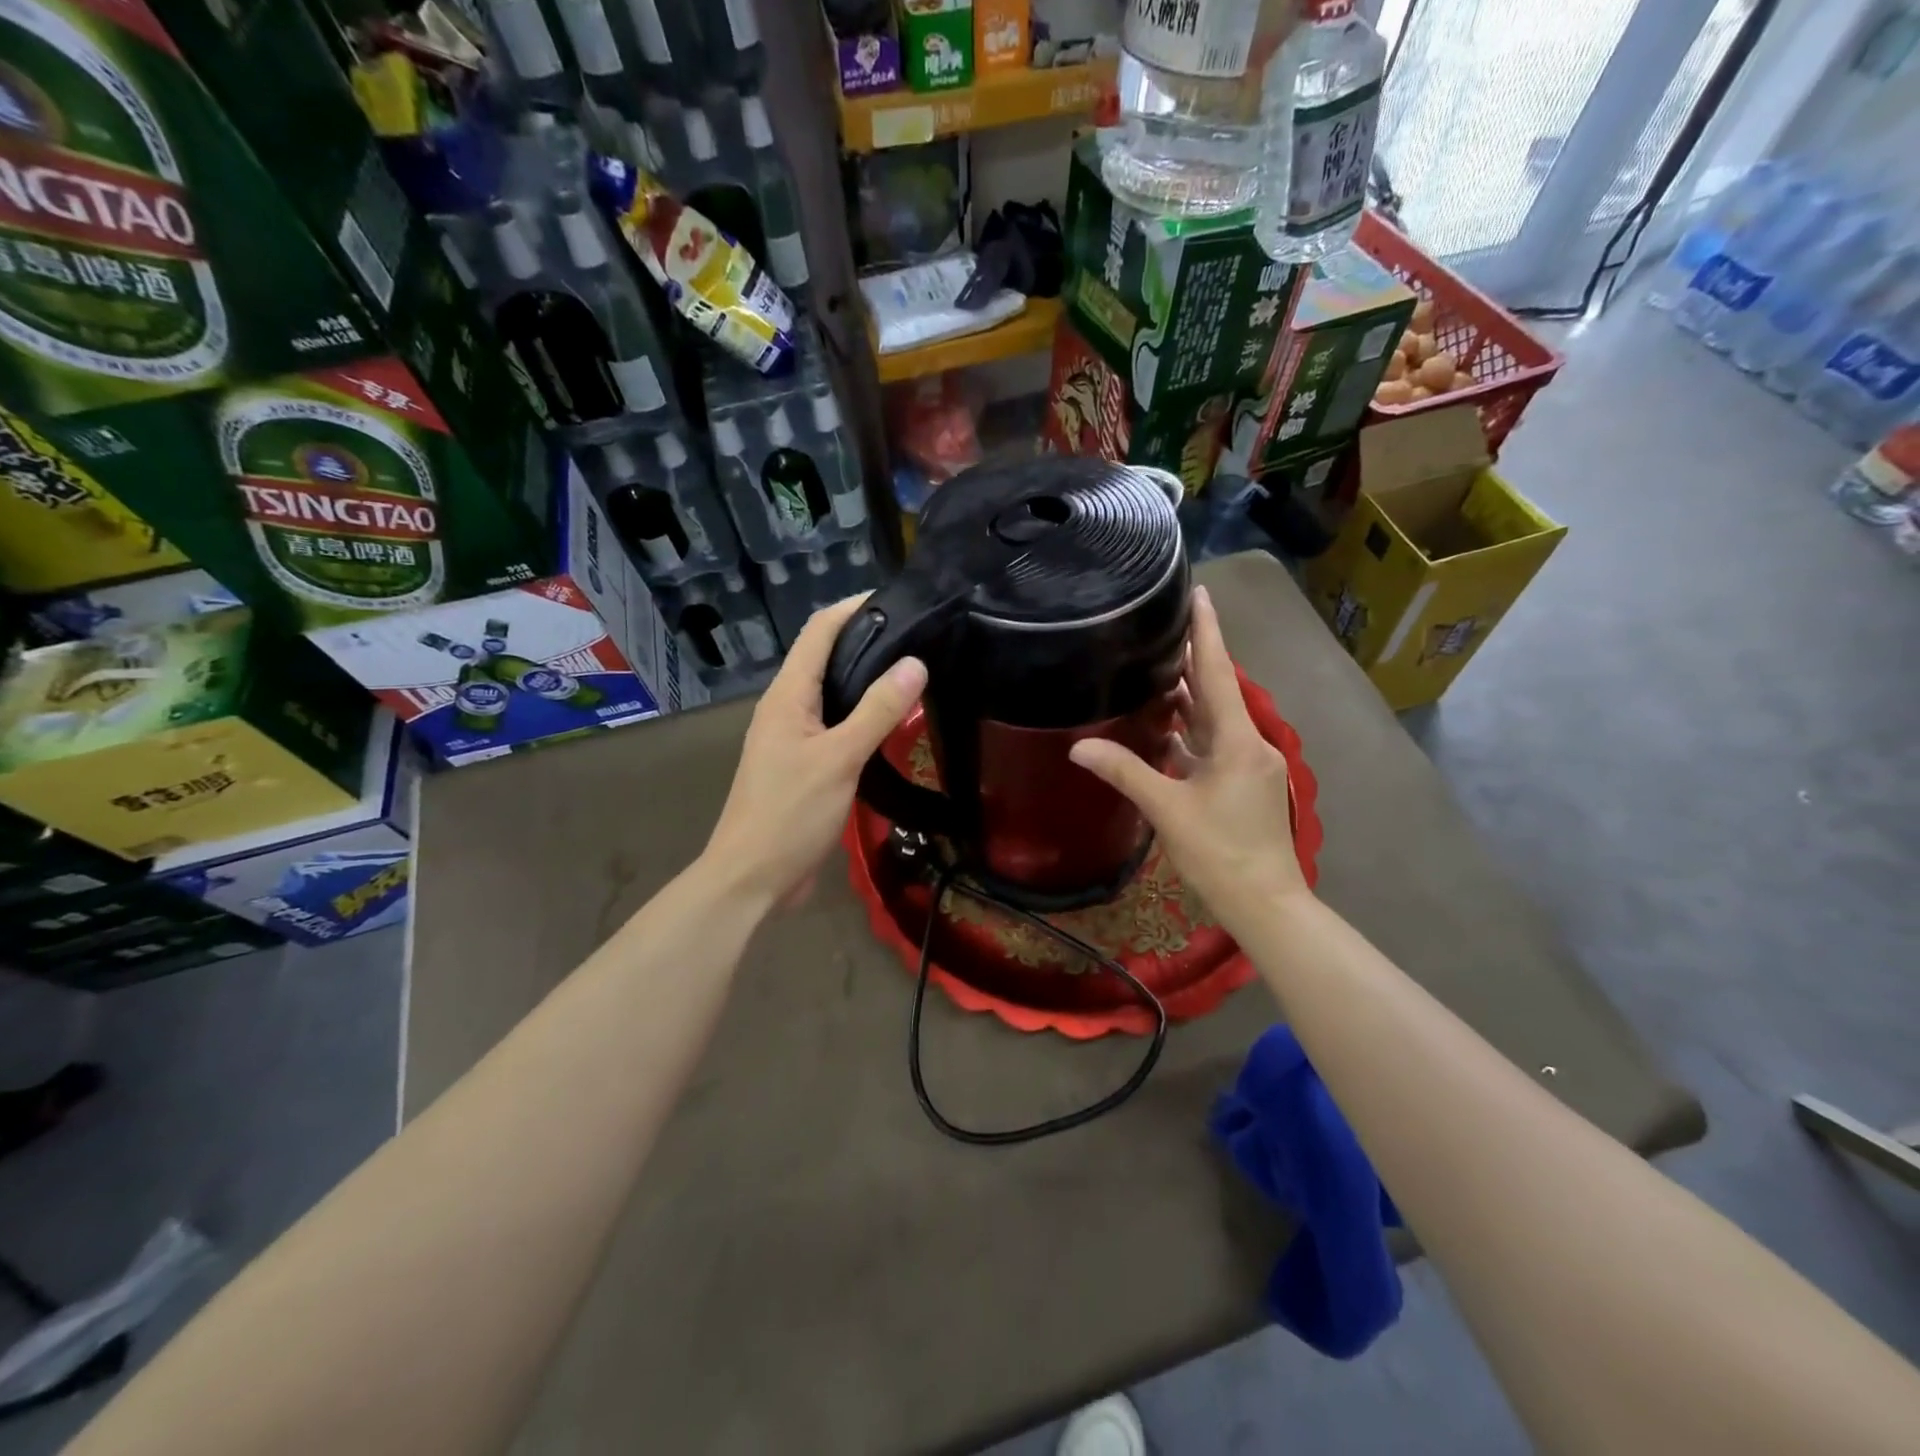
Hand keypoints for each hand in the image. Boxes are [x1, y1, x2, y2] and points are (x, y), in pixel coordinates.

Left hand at [702, 596, 926, 908]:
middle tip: (918, 638)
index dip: (854, 607)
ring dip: (866, 679)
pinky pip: (835, 726)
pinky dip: (862, 715)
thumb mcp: (839, 759)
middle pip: (826, 657)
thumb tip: (915, 662)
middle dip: (867, 640)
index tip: (898, 600)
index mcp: (787, 695)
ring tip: (913, 674)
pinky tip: (891, 725)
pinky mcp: (803, 765)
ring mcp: (793, 737)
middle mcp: (786, 707)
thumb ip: (877, 710)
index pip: (819, 630)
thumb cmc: (790, 813)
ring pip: (832, 693)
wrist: (751, 877)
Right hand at [1069, 586, 1309, 927]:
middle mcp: (1249, 744)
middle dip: (1193, 660)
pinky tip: (1164, 726)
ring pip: (1215, 720)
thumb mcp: (1167, 810)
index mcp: (1238, 741)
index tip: (1200, 593)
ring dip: (1189, 698)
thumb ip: (1124, 773)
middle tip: (1160, 627)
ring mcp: (1249, 765)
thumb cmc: (1220, 853)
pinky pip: (1214, 745)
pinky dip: (1190, 732)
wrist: (1265, 903)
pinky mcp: (1243, 784)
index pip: (1219, 673)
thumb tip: (1078, 747)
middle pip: (1218, 692)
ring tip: (1154, 668)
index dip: (1207, 632)